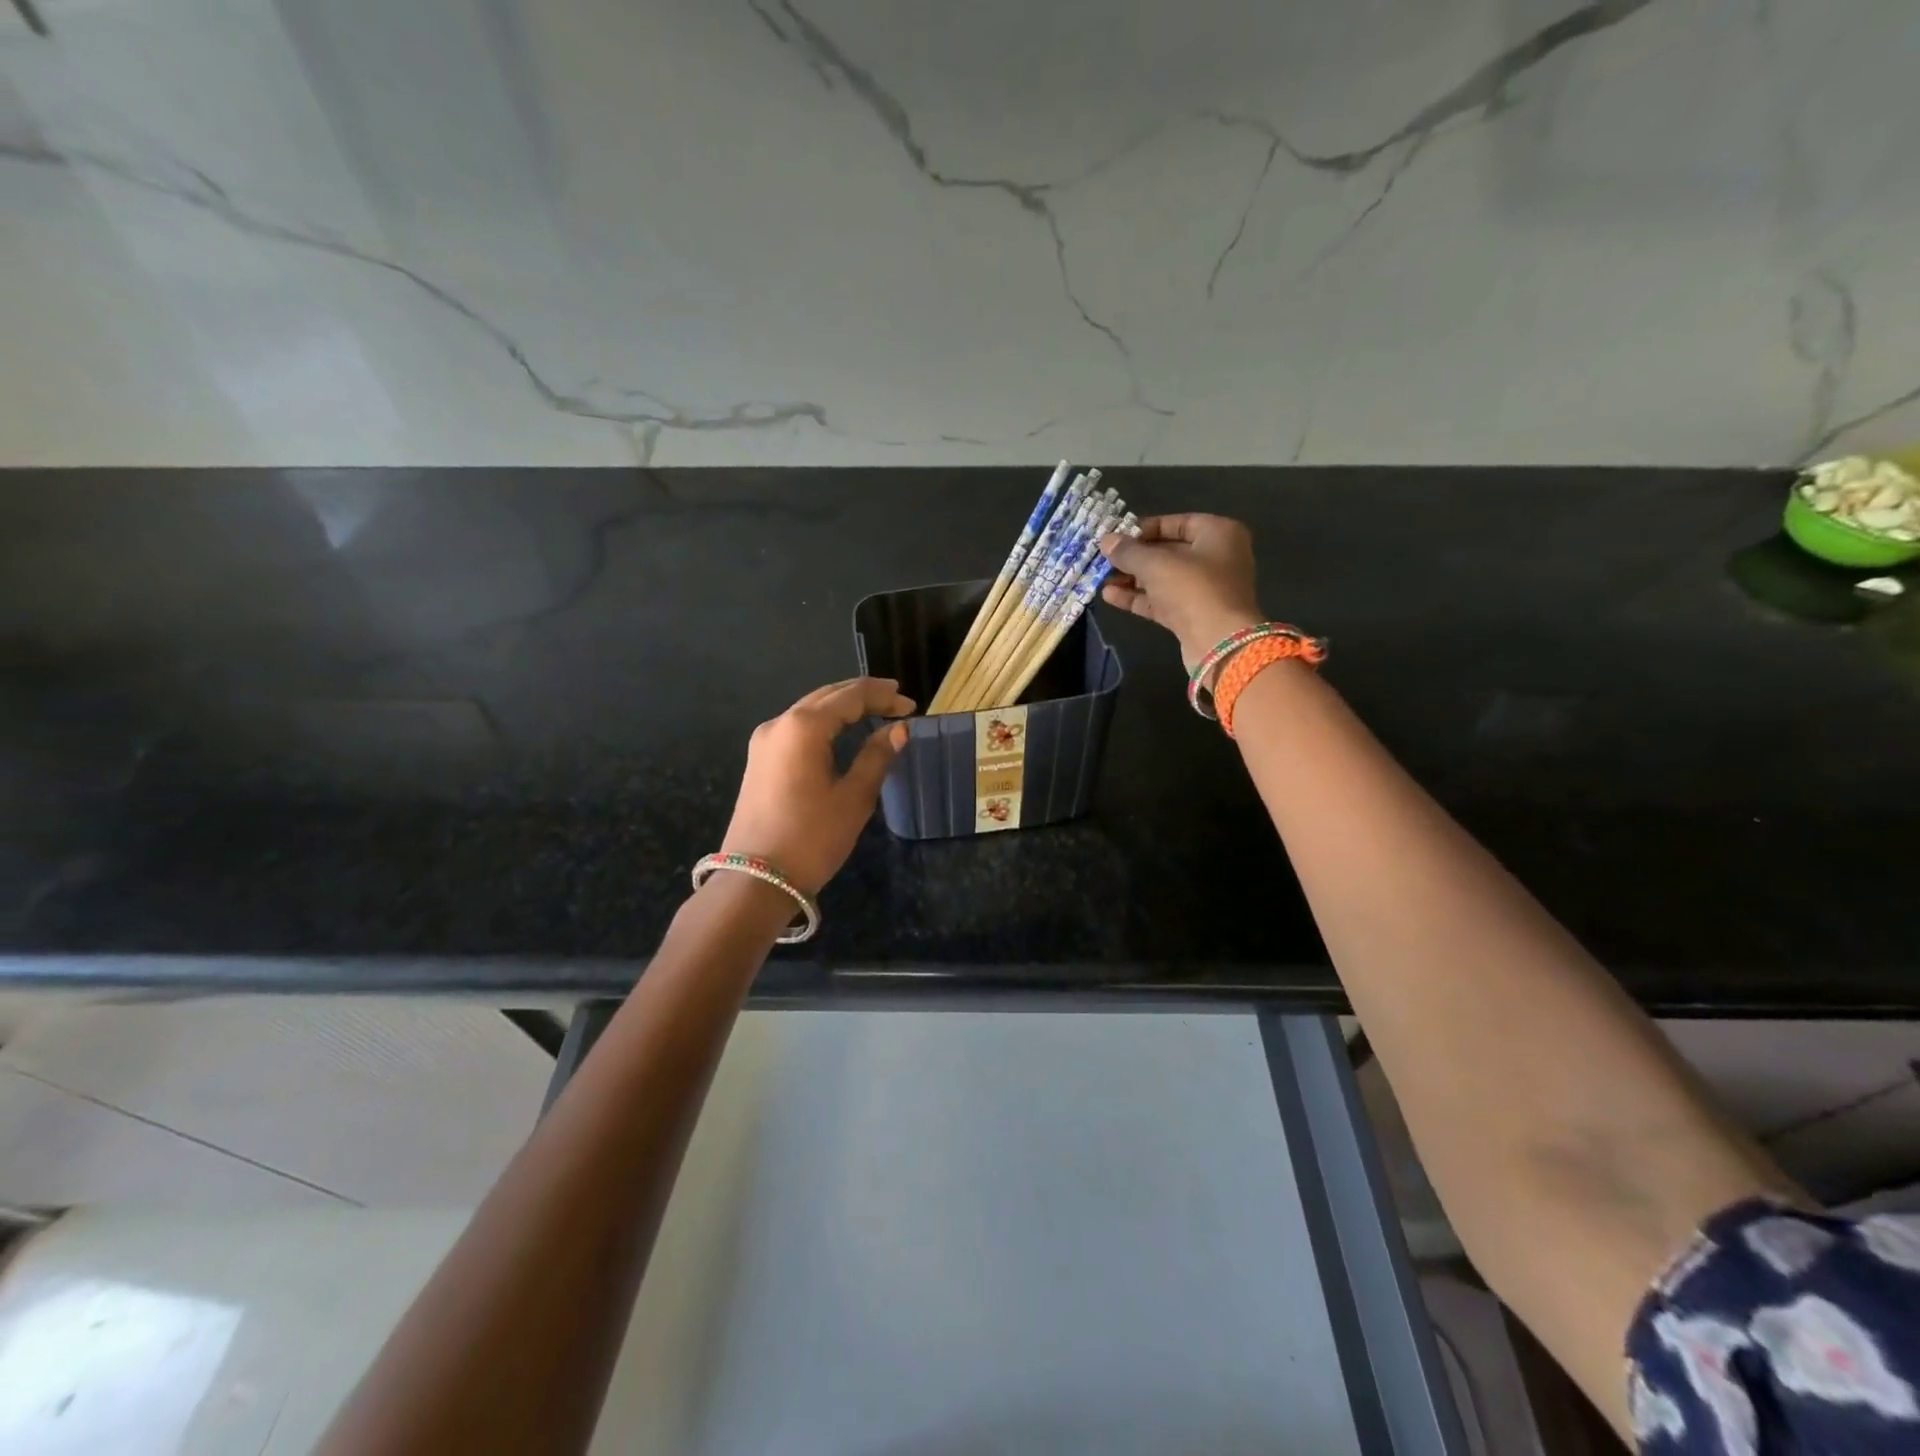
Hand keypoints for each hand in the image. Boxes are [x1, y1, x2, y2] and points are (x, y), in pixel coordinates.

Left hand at [721, 677, 914, 896]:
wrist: (755, 880)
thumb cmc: (811, 838)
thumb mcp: (853, 798)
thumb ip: (877, 757)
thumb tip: (898, 730)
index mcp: (803, 727)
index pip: (850, 696)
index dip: (883, 696)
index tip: (911, 706)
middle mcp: (779, 724)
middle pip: (827, 696)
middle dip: (863, 696)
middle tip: (897, 703)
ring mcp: (764, 742)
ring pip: (810, 710)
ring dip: (843, 708)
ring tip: (875, 713)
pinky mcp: (759, 761)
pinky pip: (797, 728)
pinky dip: (824, 724)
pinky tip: (843, 733)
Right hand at [1100, 514, 1263, 669]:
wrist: (1219, 643)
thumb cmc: (1193, 589)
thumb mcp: (1156, 564)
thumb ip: (1128, 551)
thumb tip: (1106, 541)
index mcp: (1219, 534)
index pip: (1177, 523)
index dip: (1145, 528)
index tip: (1117, 536)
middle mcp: (1216, 558)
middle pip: (1168, 551)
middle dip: (1135, 557)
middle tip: (1104, 558)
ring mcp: (1205, 589)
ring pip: (1163, 578)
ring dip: (1132, 578)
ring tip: (1101, 578)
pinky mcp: (1193, 615)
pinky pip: (1162, 600)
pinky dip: (1138, 598)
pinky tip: (1109, 596)